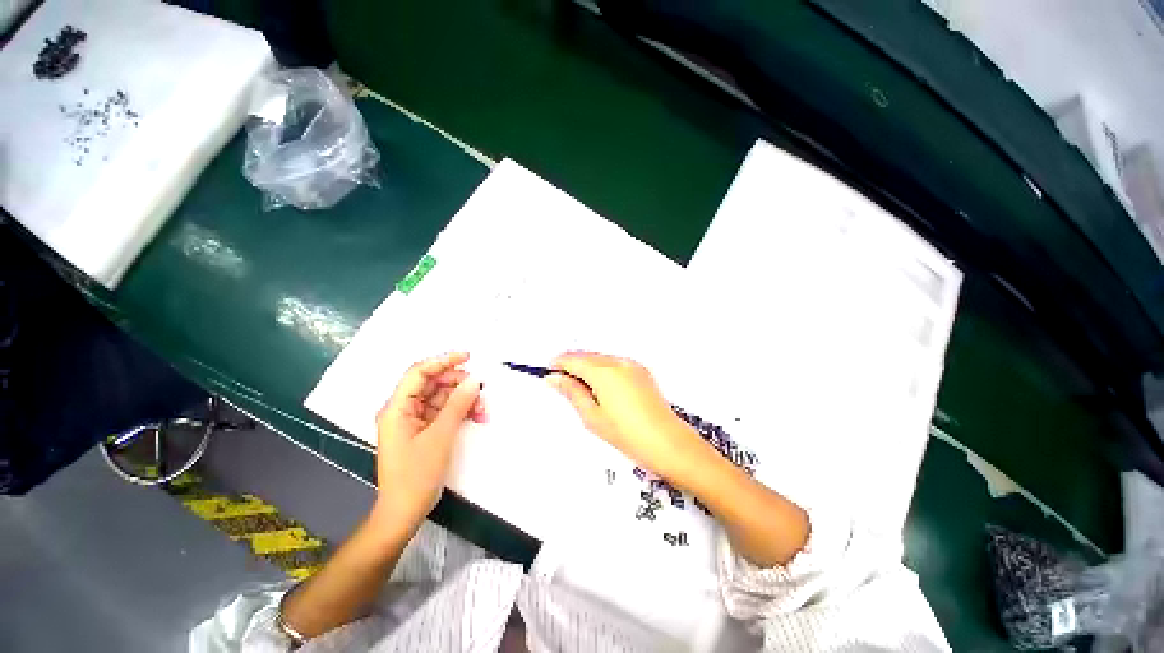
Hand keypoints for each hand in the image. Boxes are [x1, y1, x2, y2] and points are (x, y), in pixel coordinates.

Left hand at [373, 352, 484, 534]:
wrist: (404, 511)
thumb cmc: (416, 474)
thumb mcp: (440, 436)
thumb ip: (458, 404)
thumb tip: (474, 380)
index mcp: (397, 408)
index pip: (419, 372)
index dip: (443, 360)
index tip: (468, 357)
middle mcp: (404, 409)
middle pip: (433, 383)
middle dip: (459, 384)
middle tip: (480, 390)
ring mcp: (414, 420)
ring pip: (443, 397)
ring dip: (464, 400)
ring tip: (482, 409)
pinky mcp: (424, 430)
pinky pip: (445, 411)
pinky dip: (461, 411)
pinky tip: (476, 416)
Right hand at [548, 352, 704, 480]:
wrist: (667, 442)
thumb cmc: (627, 434)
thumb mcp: (592, 416)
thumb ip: (572, 392)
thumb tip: (553, 378)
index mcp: (604, 372)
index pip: (574, 359)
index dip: (558, 364)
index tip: (548, 371)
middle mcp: (618, 361)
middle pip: (587, 356)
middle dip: (572, 366)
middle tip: (562, 383)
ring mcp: (632, 364)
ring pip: (601, 358)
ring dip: (588, 367)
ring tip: (582, 389)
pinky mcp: (641, 371)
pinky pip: (615, 363)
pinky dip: (603, 370)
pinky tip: (602, 388)